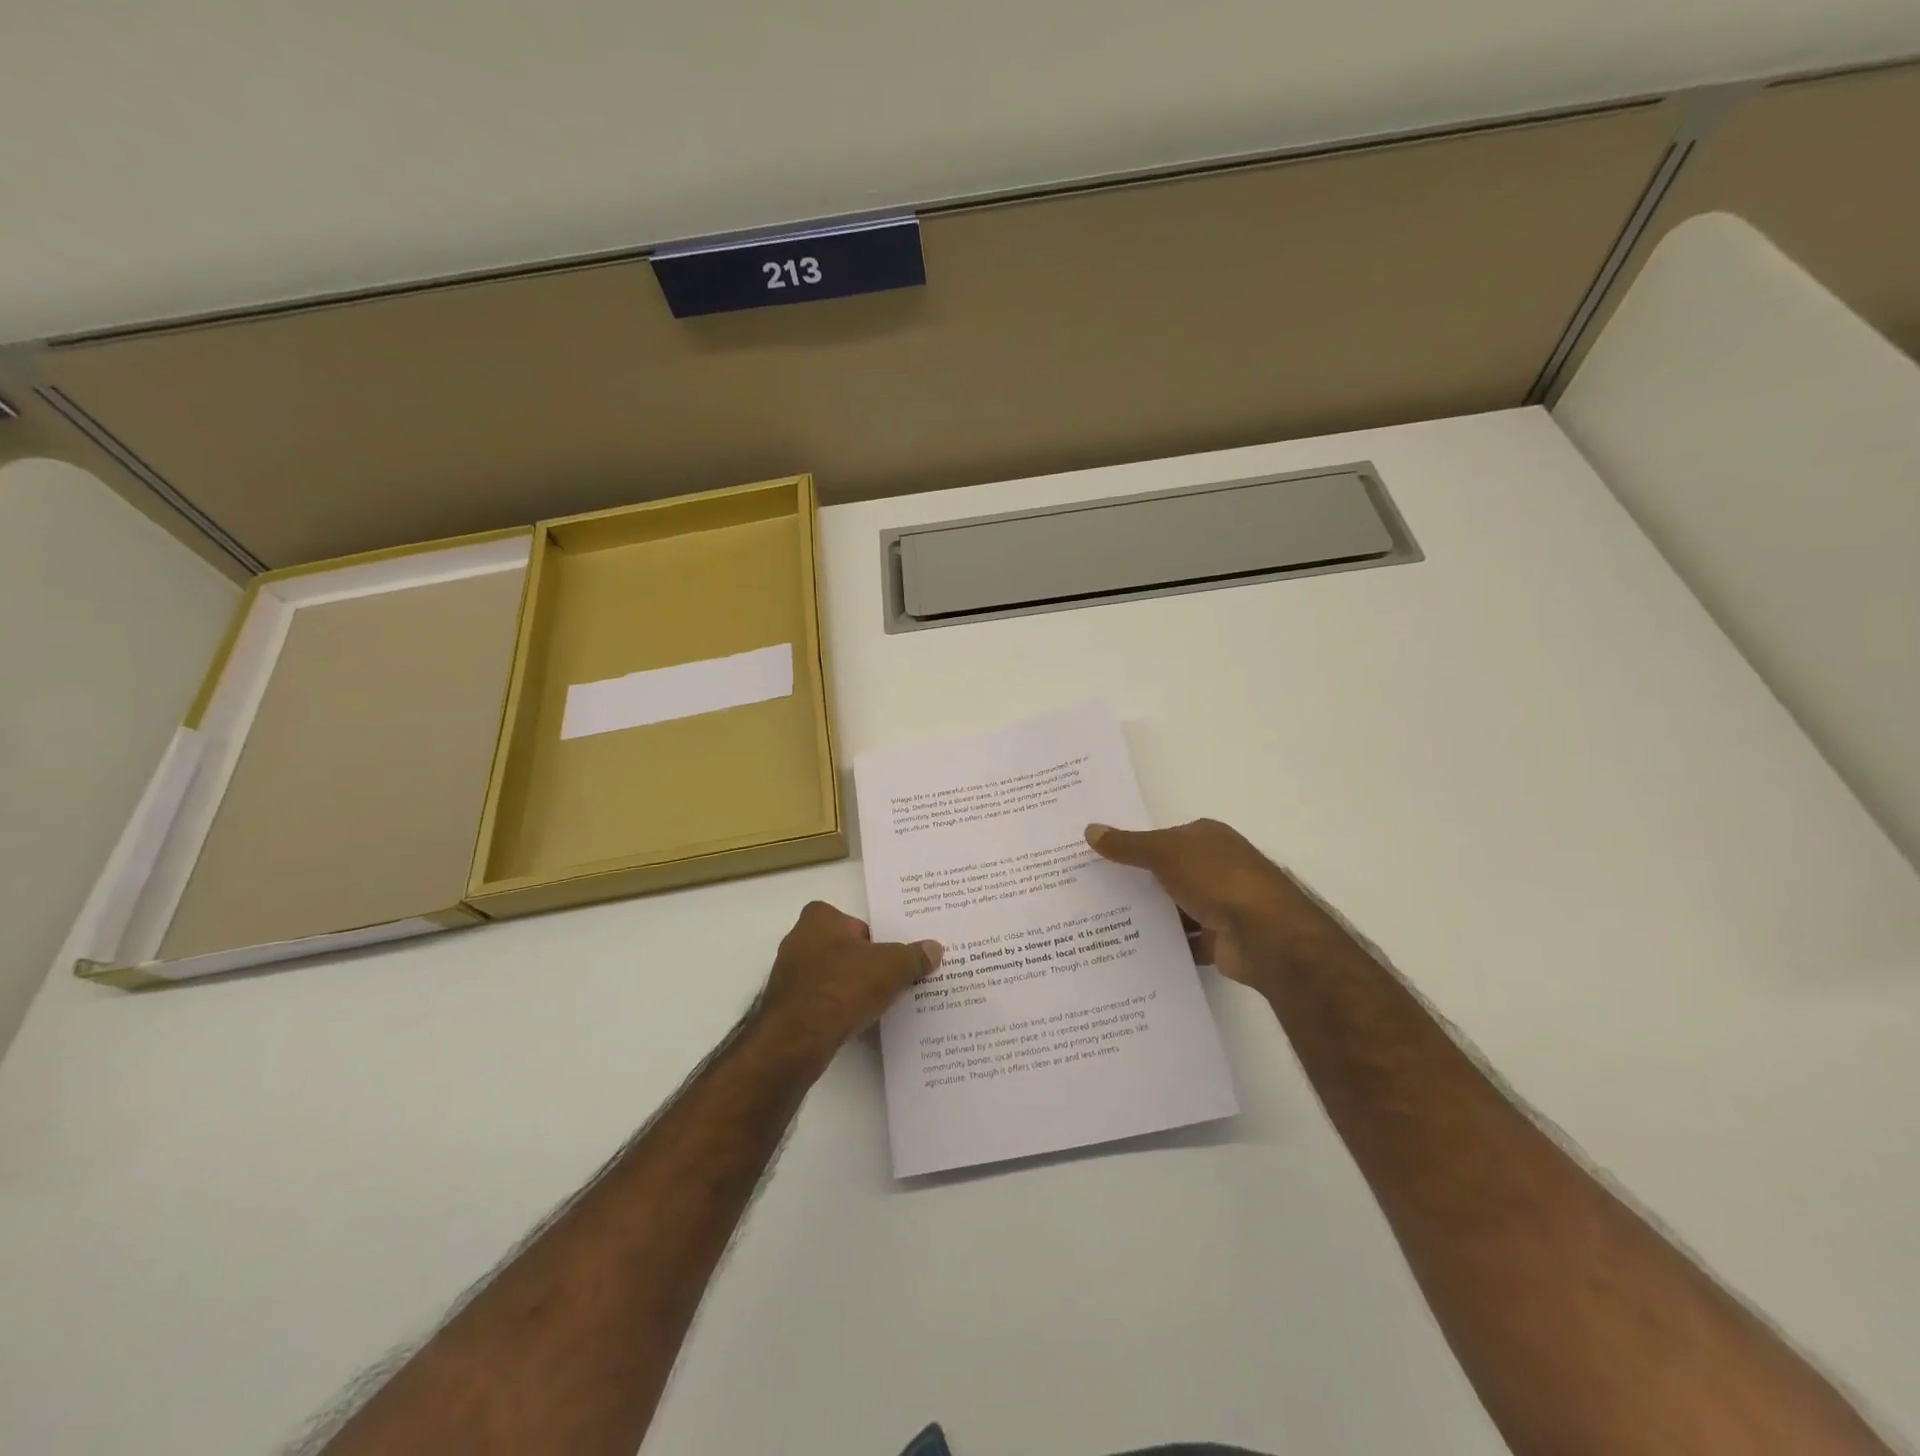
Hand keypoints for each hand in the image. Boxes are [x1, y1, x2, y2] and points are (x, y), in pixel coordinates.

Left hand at [759, 902, 942, 1059]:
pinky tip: (854, 1021)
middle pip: (842, 947)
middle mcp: (797, 940)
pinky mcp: (785, 1006)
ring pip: (830, 975)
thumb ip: (914, 956)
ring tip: (876, 1003)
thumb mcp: (892, 967)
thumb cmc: (843, 986)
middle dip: (862, 962)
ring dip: (848, 987)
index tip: (890, 955)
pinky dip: (835, 1008)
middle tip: (889, 977)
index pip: (853, 921)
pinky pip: (820, 1000)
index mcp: (818, 918)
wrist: (798, 1038)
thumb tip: (935, 948)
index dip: (872, 937)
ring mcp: (788, 974)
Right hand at [1085, 819, 1330, 989]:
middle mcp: (1218, 867)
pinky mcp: (1223, 940)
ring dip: (1152, 916)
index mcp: (1209, 838)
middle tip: (1093, 892)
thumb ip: (1128, 844)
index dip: (1134, 846)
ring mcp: (1223, 904)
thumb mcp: (1165, 853)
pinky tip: (1134, 949)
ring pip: (1176, 908)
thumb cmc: (1218, 879)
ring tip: (1105, 923)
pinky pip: (1186, 941)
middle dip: (1138, 882)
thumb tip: (1090, 830)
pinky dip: (1167, 945)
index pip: (1165, 837)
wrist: (1267, 935)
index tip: (1100, 858)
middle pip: (1169, 873)